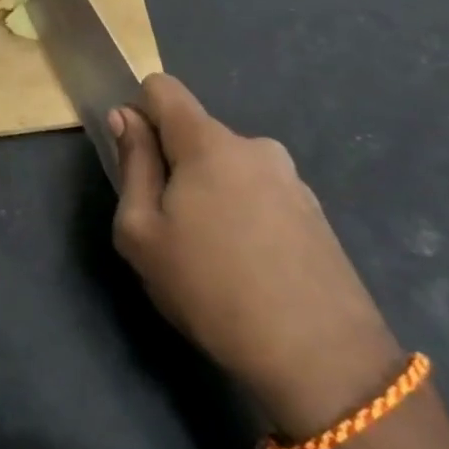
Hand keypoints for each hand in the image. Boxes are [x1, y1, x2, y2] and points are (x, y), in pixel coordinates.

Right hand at [110, 74, 402, 439]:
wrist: (321, 360)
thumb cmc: (210, 288)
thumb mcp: (142, 231)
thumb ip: (132, 165)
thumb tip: (126, 117)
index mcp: (209, 142)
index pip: (162, 88)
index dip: (139, 113)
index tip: (135, 161)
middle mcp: (255, 146)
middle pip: (195, 133)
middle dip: (173, 165)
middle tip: (168, 227)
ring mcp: (292, 179)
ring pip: (227, 167)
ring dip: (208, 193)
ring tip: (210, 255)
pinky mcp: (315, 213)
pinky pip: (258, 194)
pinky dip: (241, 214)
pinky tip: (248, 268)